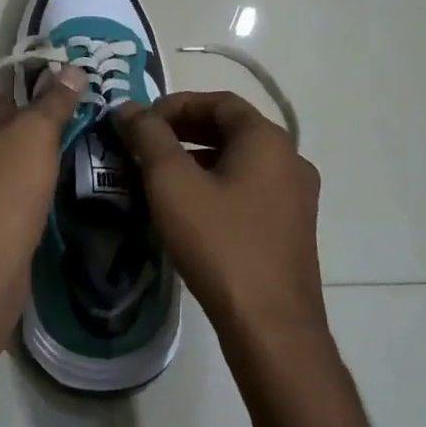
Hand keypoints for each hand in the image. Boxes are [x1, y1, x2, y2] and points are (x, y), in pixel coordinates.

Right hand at [113, 92, 324, 340]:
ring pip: (239, 161)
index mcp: (267, 139)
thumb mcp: (172, 184)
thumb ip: (149, 136)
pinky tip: (188, 210)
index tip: (140, 122)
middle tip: (144, 146)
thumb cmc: (220, 243)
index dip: (175, 104)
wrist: (271, 326)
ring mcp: (296, 196)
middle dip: (184, 131)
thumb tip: (129, 107)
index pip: (219, 100)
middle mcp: (290, 159)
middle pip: (231, 128)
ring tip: (158, 177)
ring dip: (198, 159)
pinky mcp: (291, 228)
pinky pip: (249, 189)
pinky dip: (216, 185)